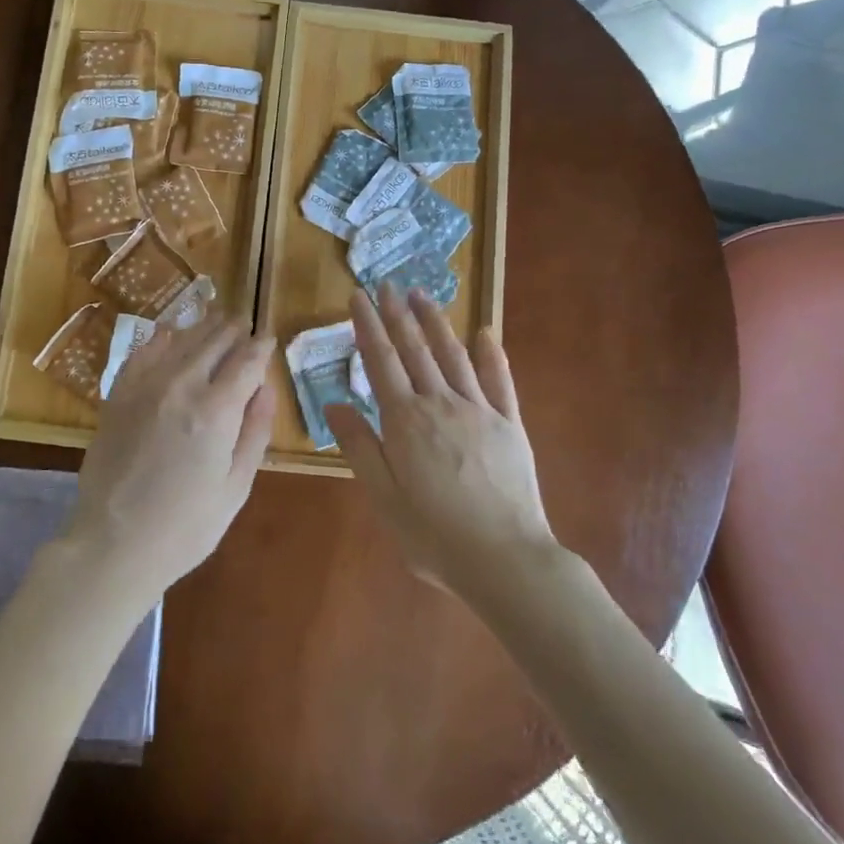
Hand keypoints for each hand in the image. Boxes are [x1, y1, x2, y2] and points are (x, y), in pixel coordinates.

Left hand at [67, 314, 274, 599]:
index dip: (262, 346)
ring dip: (203, 328)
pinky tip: (170, 337)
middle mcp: (181, 386)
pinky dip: (162, 340)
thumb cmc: (185, 527)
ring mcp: (144, 387)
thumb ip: (255, 431)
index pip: (247, 360)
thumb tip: (266, 387)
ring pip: (180, 339)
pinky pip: (143, 353)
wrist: (113, 545)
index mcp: (216, 410)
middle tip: (245, 324)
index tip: (269, 338)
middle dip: (234, 329)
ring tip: (217, 322)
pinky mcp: (117, 395)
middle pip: (215, 340)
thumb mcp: (236, 487)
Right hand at [324, 284, 554, 594]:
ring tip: (422, 296)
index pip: (380, 361)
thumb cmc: (433, 535)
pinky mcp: (510, 424)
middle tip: (387, 285)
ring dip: (436, 323)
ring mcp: (479, 410)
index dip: (368, 326)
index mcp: (405, 421)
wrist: (504, 559)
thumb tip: (333, 404)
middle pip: (415, 349)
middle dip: (398, 314)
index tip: (358, 296)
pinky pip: (499, 381)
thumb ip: (359, 447)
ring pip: (453, 355)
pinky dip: (491, 354)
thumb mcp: (383, 497)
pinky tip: (484, 333)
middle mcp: (440, 404)